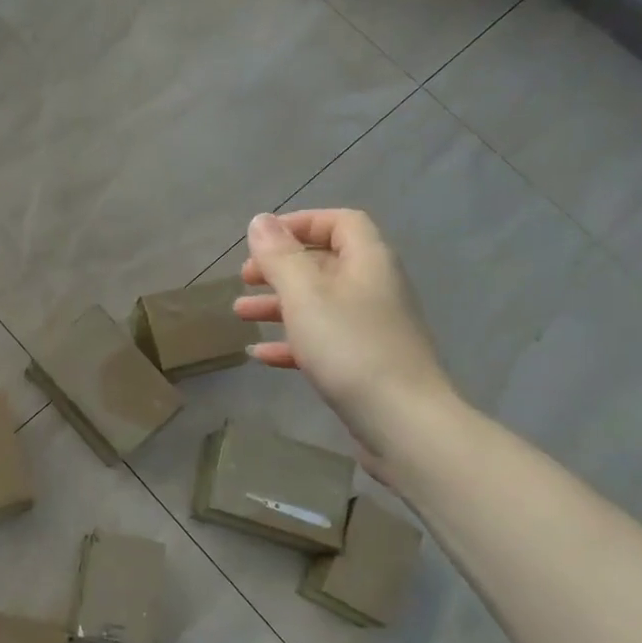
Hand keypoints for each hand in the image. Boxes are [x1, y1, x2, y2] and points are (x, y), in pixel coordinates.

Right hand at [237, 210, 459, 459]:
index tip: (263, 240)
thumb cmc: (350, 348)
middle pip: (325, 263)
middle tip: (244, 278)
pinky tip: (259, 356)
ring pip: (319, 304)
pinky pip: (323, 341)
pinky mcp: (365, 363)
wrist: (402, 421)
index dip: (301, 223)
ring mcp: (371, 328)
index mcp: (368, 261)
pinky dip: (291, 342)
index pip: (340, 222)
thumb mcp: (305, 296)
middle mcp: (374, 288)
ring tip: (239, 314)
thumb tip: (260, 221)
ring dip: (278, 305)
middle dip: (280, 267)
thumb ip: (280, 256)